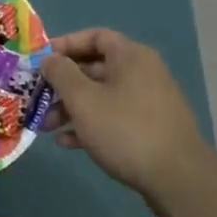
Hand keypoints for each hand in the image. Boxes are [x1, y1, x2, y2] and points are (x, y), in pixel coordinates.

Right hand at [42, 29, 215, 200]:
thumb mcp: (83, 99)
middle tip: (39, 98)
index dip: (66, 44)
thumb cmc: (125, 129)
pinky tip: (67, 142)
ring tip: (46, 127)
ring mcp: (148, 103)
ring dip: (72, 108)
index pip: (95, 37)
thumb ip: (61, 73)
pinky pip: (113, 118)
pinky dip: (90, 125)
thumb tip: (50, 59)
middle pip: (95, 69)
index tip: (41, 60)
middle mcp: (142, 73)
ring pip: (102, 96)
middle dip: (63, 84)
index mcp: (131, 57)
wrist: (178, 179)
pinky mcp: (150, 130)